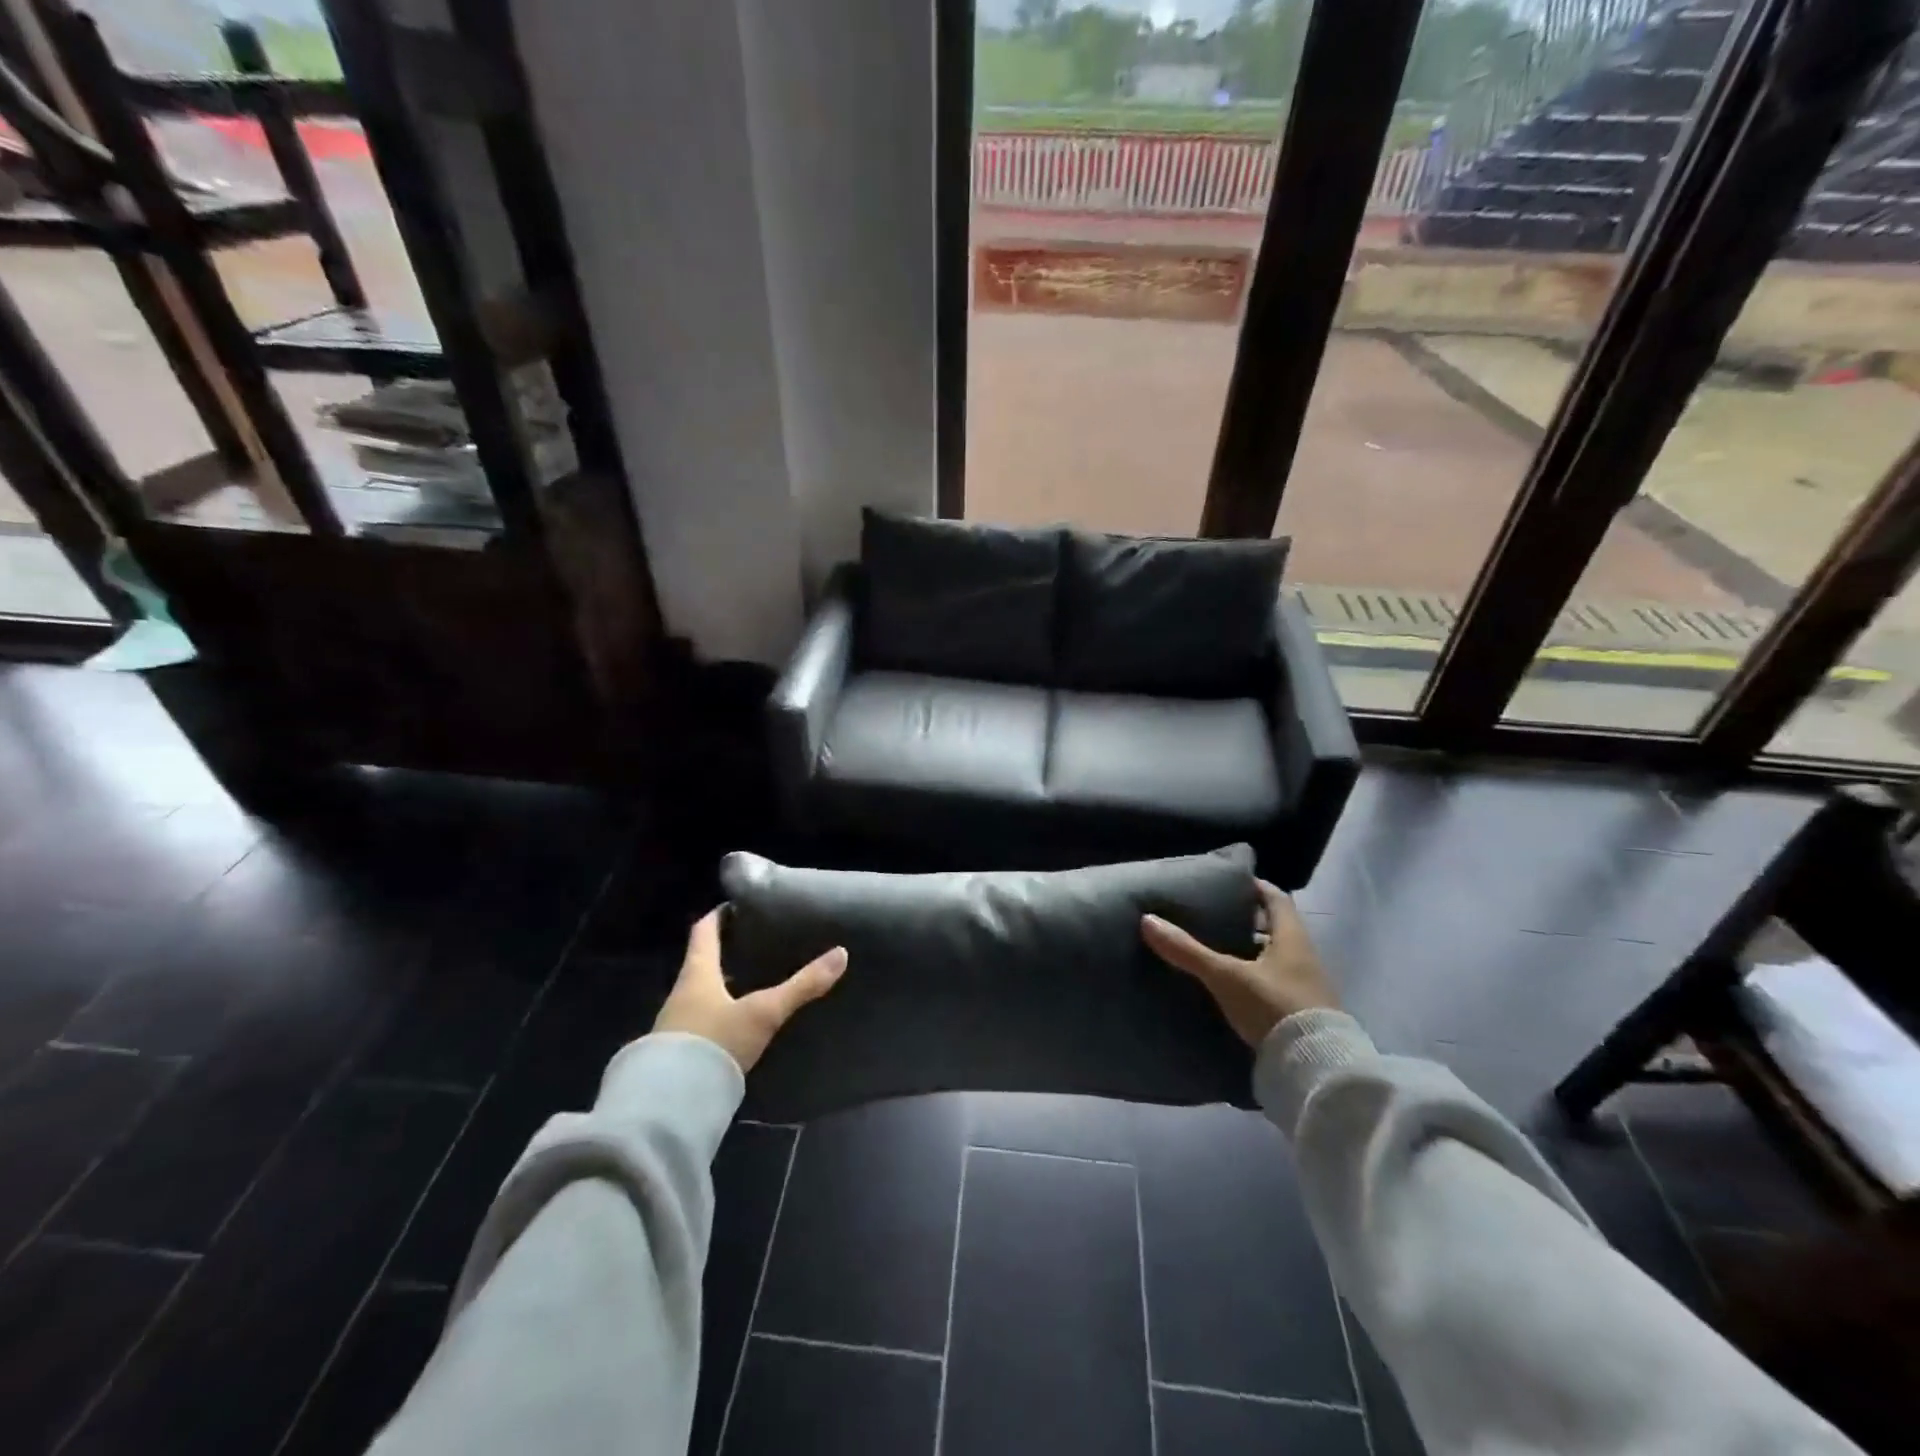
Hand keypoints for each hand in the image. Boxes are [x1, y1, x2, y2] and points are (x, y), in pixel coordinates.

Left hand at [653, 909, 846, 1071]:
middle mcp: (682, 993)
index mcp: (697, 974)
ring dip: (721, 985)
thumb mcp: (764, 1013)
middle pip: (701, 963)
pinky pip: (699, 1021)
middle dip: (724, 952)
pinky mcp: (677, 1053)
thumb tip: (841, 954)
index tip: (733, 905)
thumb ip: (802, 986)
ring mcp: (675, 1025)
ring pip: (700, 993)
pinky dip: (717, 1014)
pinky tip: (736, 1023)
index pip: (703, 932)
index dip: (717, 916)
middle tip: (752, 944)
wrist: (671, 1104)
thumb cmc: (715, 1042)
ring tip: (750, 982)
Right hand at [1141, 880, 1338, 1046]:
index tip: (1228, 882)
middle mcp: (1304, 957)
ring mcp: (1306, 987)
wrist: (1314, 1068)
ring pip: (1274, 958)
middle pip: (1275, 928)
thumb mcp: (1225, 976)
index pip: (1276, 898)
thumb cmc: (1274, 1007)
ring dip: (1250, 952)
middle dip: (1247, 921)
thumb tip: (1148, 920)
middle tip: (1213, 916)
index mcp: (1293, 938)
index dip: (1254, 887)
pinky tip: (1232, 986)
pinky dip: (1254, 978)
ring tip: (1216, 950)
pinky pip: (1274, 984)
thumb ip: (1187, 951)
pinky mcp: (1301, 1014)